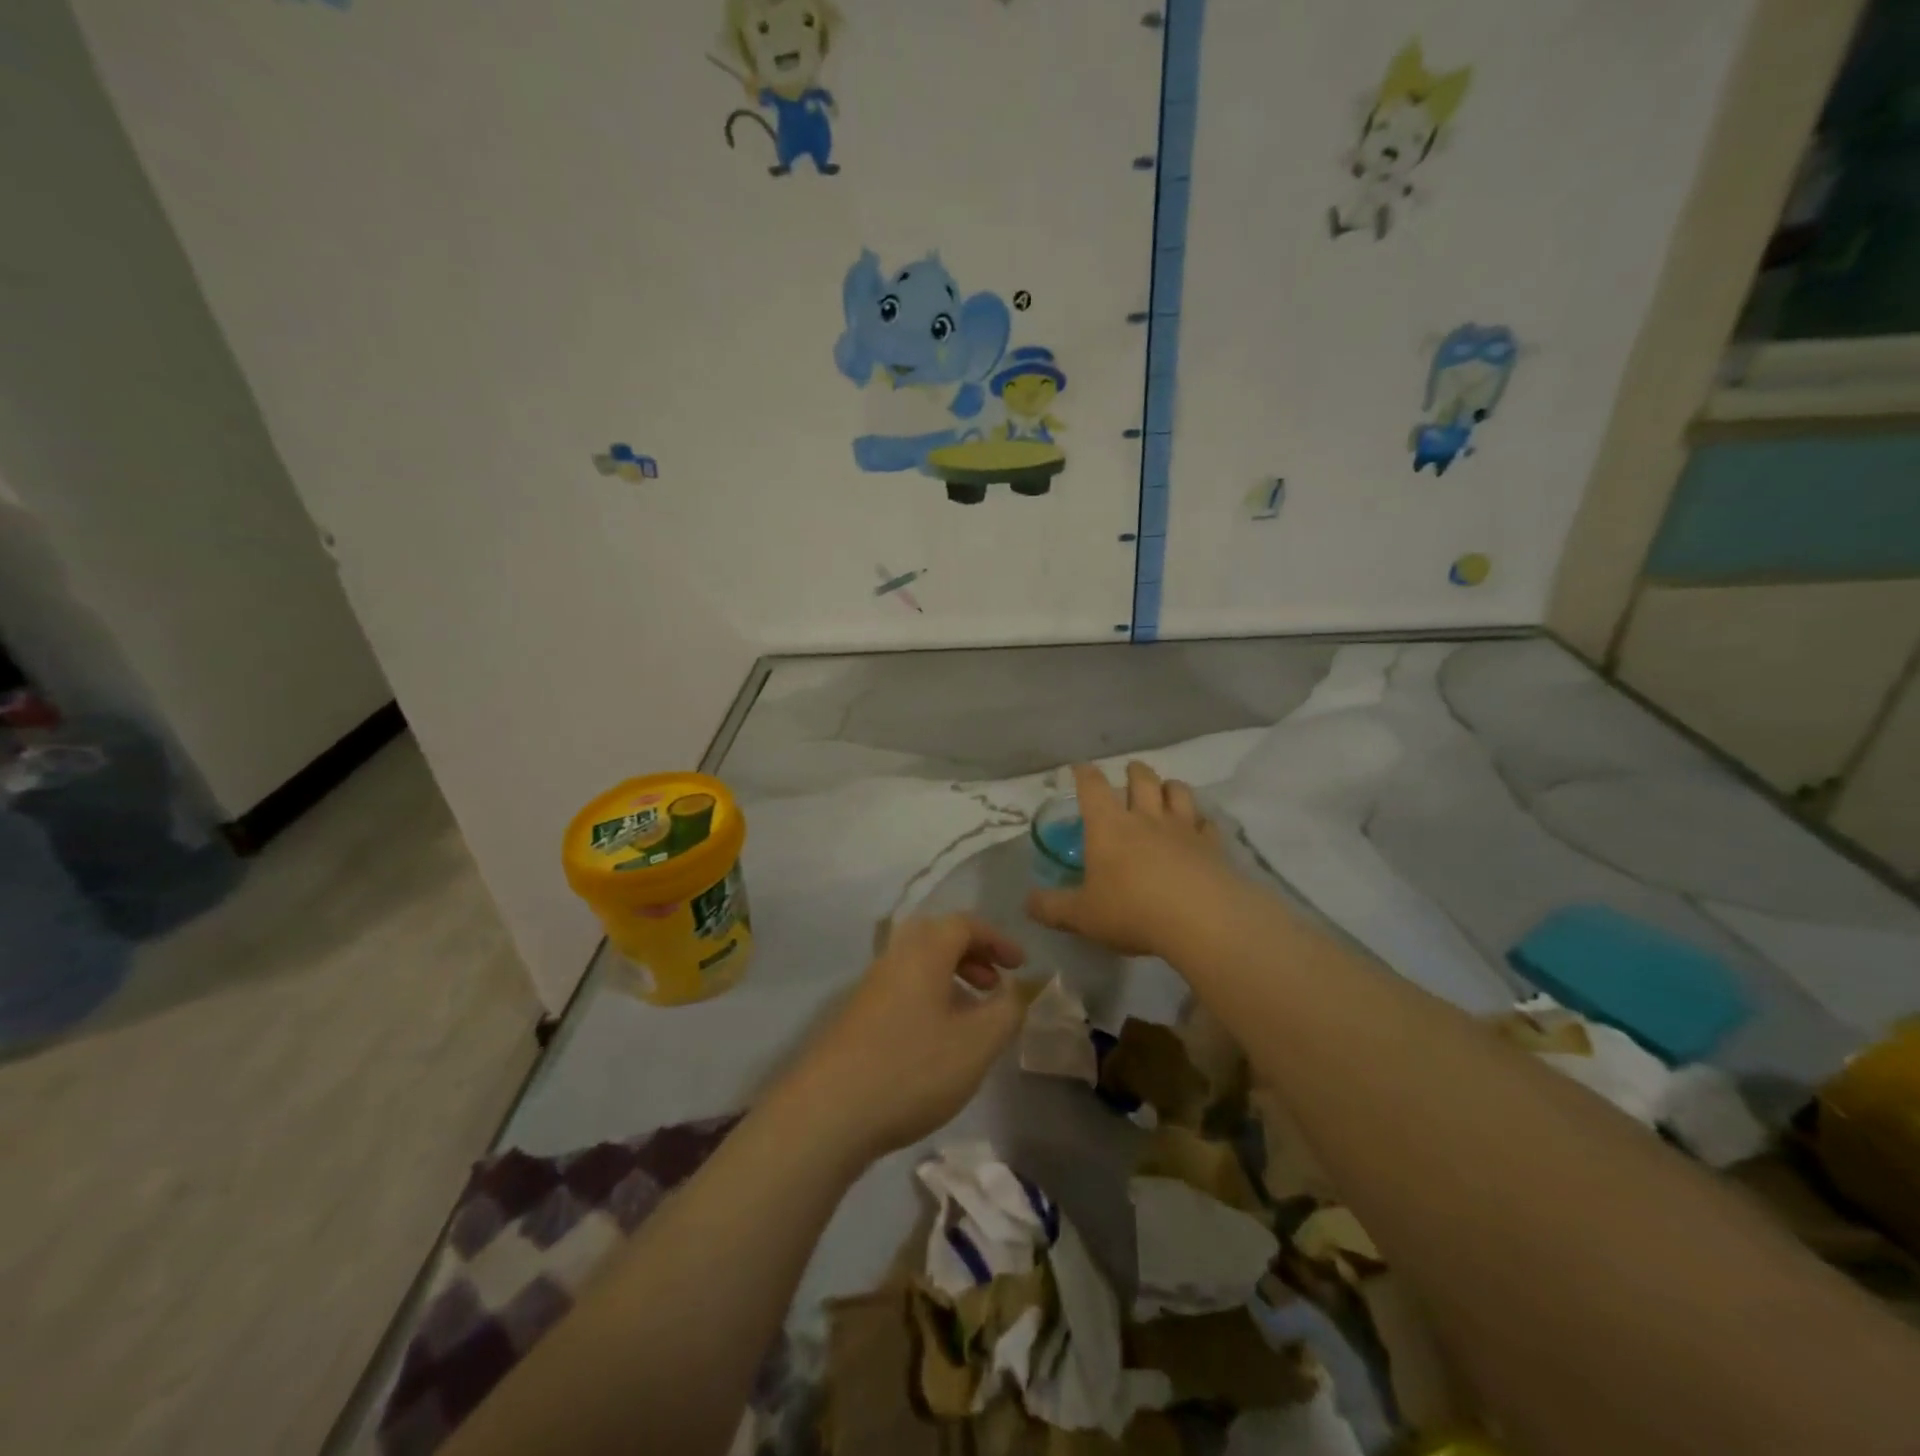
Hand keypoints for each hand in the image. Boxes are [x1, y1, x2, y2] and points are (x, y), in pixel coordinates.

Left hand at [776, 914, 1026, 1164]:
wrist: (828, 1112)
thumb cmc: (912, 1069)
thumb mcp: (976, 1044)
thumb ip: (1007, 1011)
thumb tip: (1015, 990)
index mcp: (923, 952)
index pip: (964, 924)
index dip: (997, 939)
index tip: (1021, 966)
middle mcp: (893, 958)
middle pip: (937, 938)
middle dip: (972, 955)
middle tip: (995, 985)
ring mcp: (870, 987)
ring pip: (918, 966)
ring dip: (951, 979)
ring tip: (972, 1015)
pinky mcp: (856, 1017)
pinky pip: (902, 989)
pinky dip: (929, 999)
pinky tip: (938, 1041)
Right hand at [1026, 762, 1232, 958]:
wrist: (1201, 920)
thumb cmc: (1132, 911)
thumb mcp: (1081, 916)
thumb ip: (1052, 907)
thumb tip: (1027, 903)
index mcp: (1108, 826)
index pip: (1092, 786)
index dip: (1084, 773)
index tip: (1080, 768)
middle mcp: (1145, 817)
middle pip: (1141, 778)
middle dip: (1134, 771)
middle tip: (1130, 772)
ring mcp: (1182, 828)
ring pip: (1178, 791)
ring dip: (1169, 786)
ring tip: (1165, 790)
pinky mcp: (1212, 845)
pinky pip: (1207, 823)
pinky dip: (1200, 821)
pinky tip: (1198, 828)